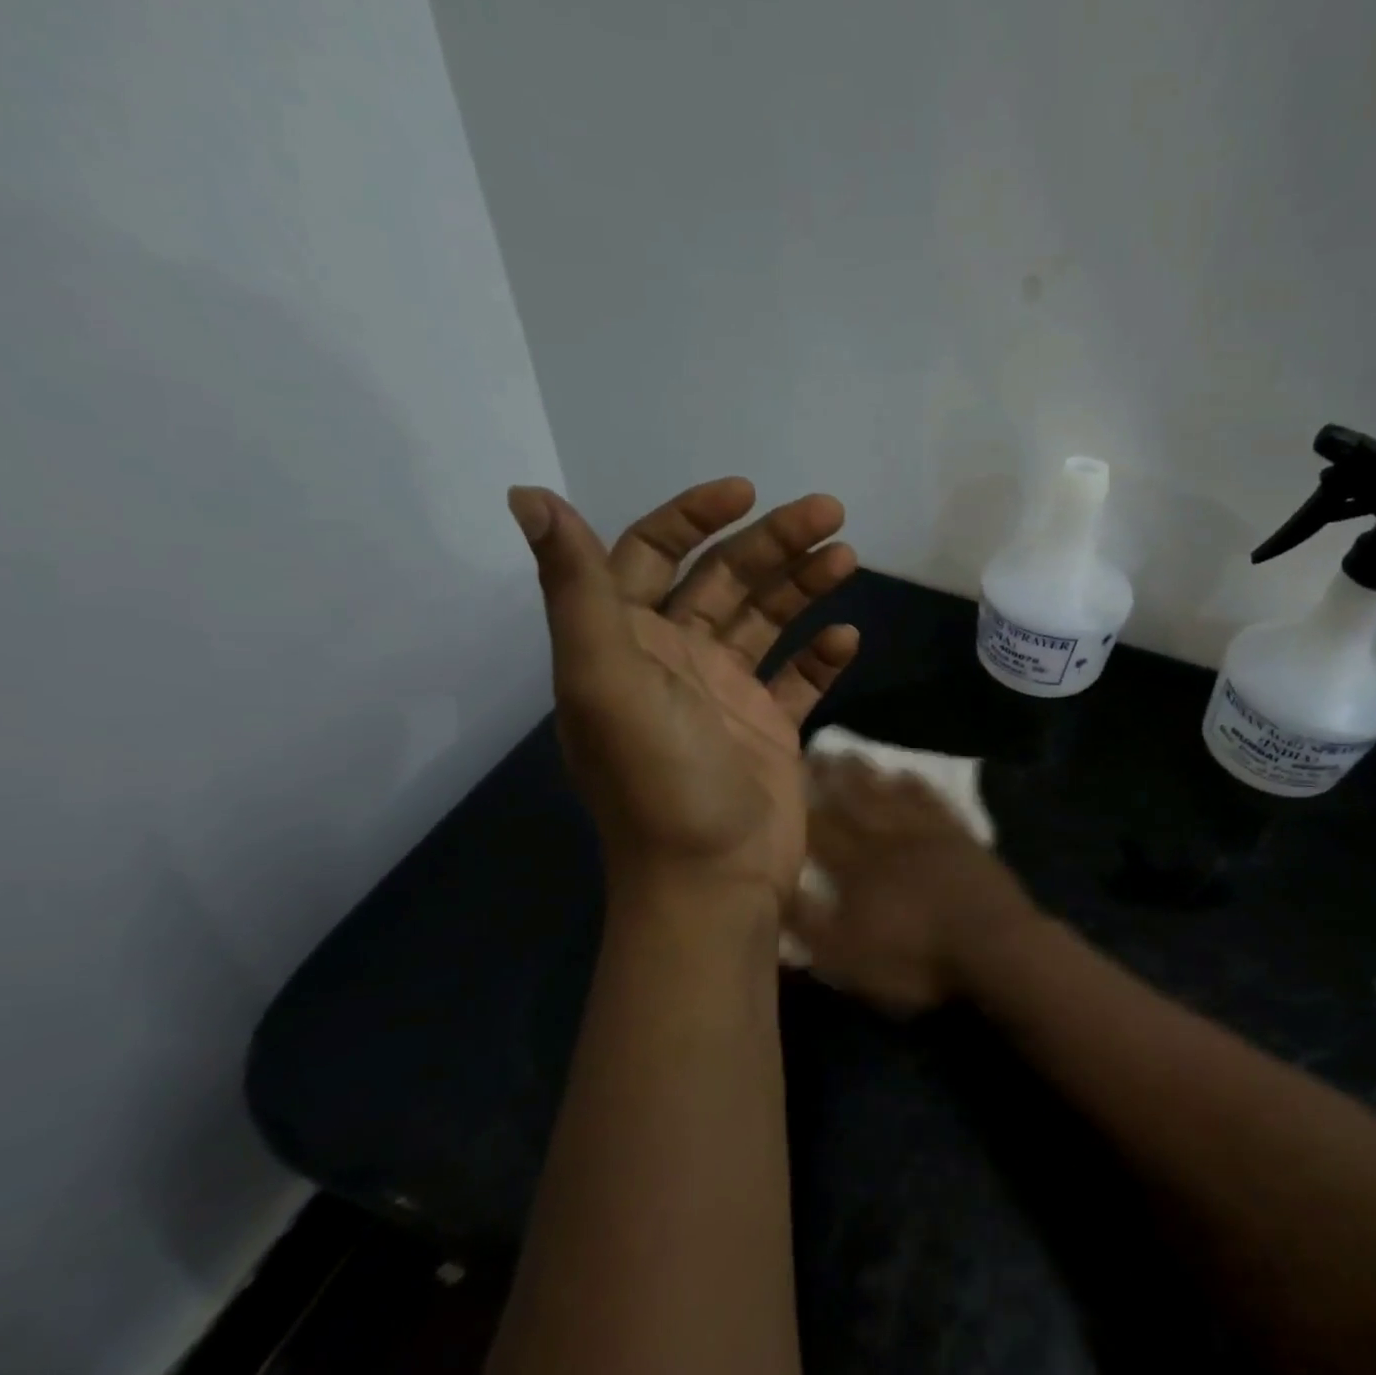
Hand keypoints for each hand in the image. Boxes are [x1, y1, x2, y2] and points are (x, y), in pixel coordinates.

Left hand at [508, 479, 858, 903]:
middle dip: (774, 542)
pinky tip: (846, 638)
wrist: (713, 881)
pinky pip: (798, 677)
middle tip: (831, 515)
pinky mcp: (769, 728)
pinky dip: (821, 655)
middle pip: (724, 580)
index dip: (693, 517)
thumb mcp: (607, 680)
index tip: (746, 493)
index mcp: (627, 643)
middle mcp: (674, 660)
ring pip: (767, 621)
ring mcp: (726, 695)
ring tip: (847, 558)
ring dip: (805, 586)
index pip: (650, 554)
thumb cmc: (661, 779)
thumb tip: (528, 494)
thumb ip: (577, 589)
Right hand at [790, 758, 1040, 1013]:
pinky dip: (917, 786)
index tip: (784, 779)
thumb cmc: (915, 958)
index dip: (800, 806)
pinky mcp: (960, 836)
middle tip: (814, 750)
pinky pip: (933, 801)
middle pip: (853, 801)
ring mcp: (926, 833)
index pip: (820, 829)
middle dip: (831, 777)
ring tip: (851, 753)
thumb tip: (776, 888)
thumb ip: (809, 923)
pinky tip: (907, 774)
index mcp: (856, 868)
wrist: (991, 945)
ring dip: (868, 774)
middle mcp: (886, 840)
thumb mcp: (848, 957)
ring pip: (889, 794)